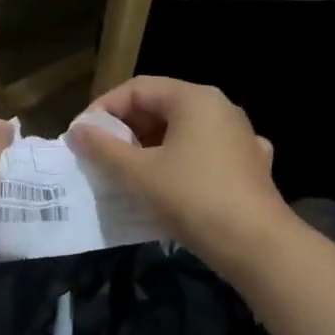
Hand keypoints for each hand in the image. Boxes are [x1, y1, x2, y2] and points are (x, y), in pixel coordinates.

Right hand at [68, 78, 295, 269]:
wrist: (257, 246)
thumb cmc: (193, 199)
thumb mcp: (139, 173)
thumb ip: (103, 148)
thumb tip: (76, 130)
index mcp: (194, 99)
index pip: (137, 88)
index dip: (104, 109)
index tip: (83, 136)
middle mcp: (221, 108)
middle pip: (162, 106)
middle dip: (127, 129)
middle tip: (101, 156)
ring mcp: (240, 136)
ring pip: (183, 131)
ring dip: (151, 147)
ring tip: (127, 172)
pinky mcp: (250, 165)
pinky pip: (204, 153)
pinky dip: (181, 163)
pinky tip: (171, 184)